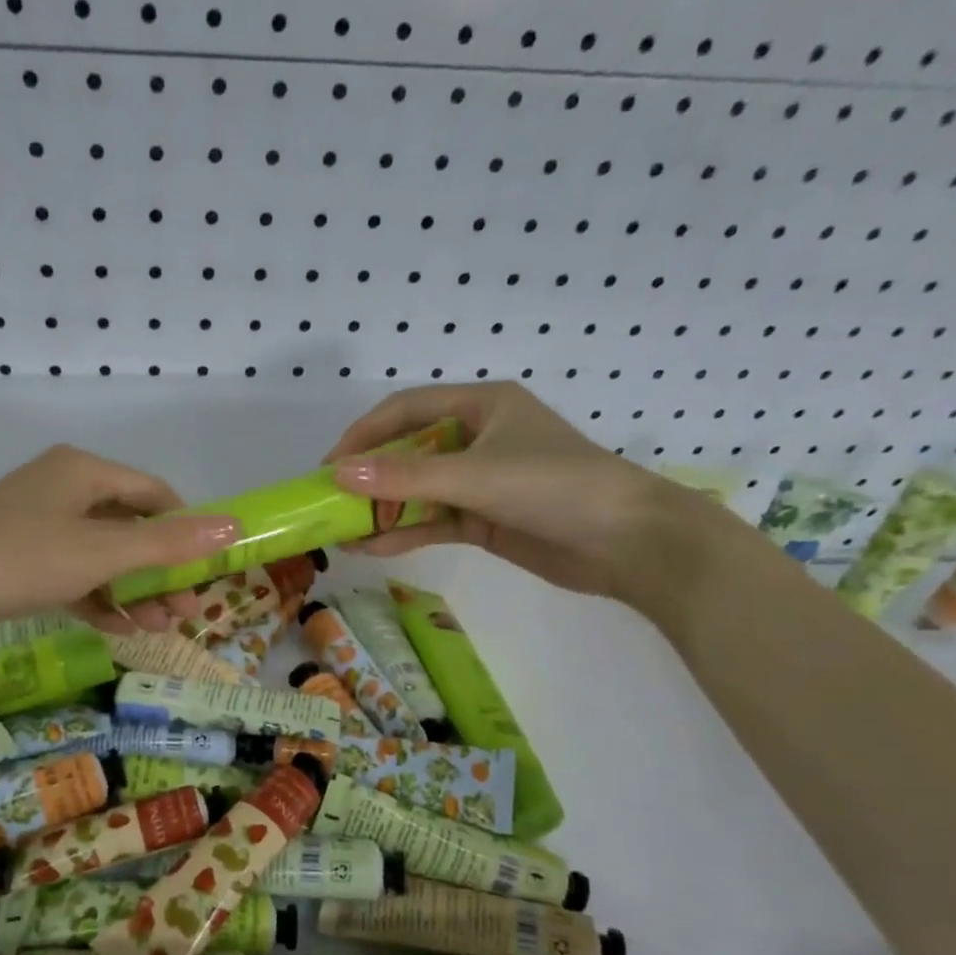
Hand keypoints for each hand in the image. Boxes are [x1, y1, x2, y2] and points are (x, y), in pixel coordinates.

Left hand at [0, 444, 239, 653]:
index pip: (155, 493)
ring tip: (162, 629)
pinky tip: (121, 631)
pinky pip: (73, 578)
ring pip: (102, 558)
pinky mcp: (18, 563)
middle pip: (131, 528)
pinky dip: (99, 600)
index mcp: (83, 471)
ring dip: (134, 591)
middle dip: (162, 571)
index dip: (187, 530)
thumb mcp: (101, 552)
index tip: (209, 572)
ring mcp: (37, 528)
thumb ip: (168, 543)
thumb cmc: (18, 558)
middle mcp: (62, 491)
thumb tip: (235, 526)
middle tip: (188, 612)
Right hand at [322, 382, 680, 601]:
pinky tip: (371, 548)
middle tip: (329, 501)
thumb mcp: (474, 476)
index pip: (405, 410)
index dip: (362, 435)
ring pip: (418, 491)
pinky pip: (434, 521)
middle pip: (408, 451)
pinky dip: (405, 533)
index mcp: (481, 406)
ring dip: (382, 511)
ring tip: (341, 533)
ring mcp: (481, 481)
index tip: (327, 465)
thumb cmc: (554, 487)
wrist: (627, 542)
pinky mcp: (485, 519)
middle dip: (368, 478)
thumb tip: (338, 474)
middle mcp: (477, 438)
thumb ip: (405, 477)